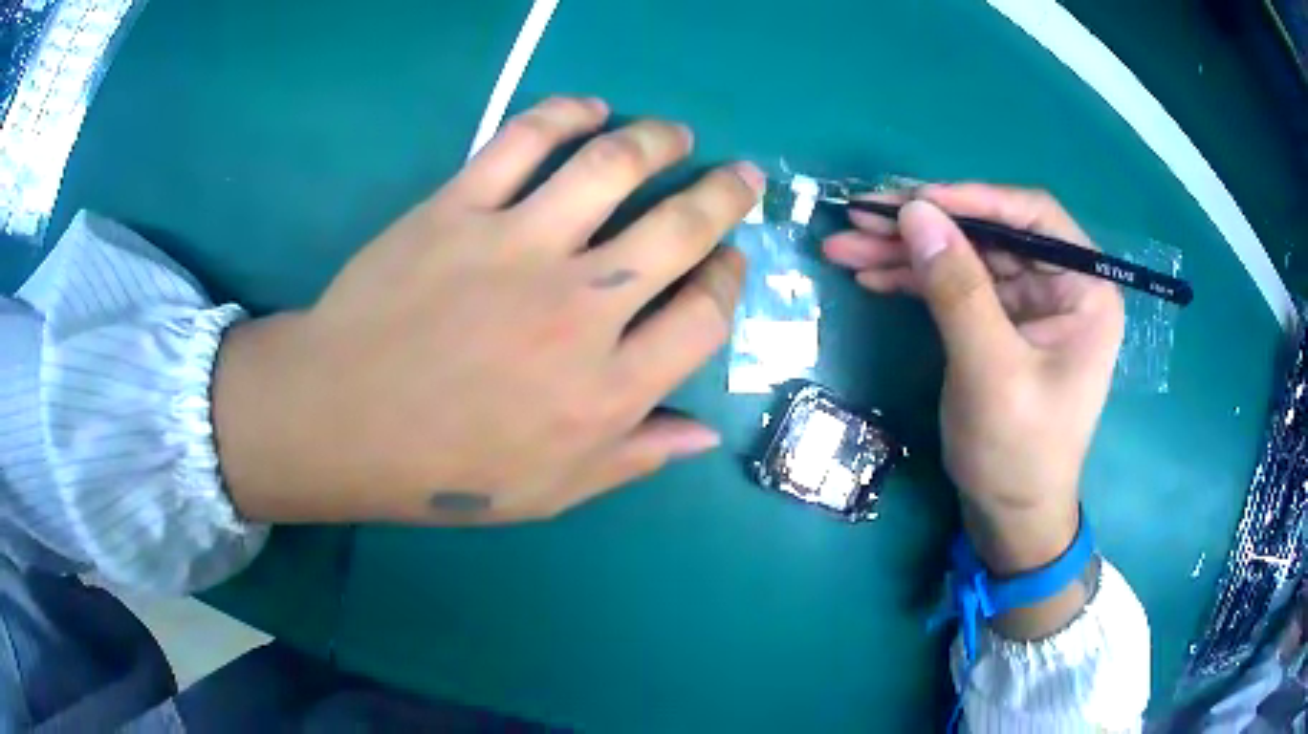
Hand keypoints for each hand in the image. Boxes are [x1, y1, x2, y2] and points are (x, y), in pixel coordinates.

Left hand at [212, 96, 763, 524]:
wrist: (338, 422)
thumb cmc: (444, 469)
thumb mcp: (551, 490)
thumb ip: (633, 458)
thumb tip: (704, 434)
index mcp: (607, 388)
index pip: (706, 316)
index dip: (729, 280)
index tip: (727, 261)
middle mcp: (579, 309)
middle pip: (680, 229)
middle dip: (724, 195)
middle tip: (740, 175)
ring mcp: (516, 247)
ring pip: (612, 166)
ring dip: (658, 140)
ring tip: (674, 133)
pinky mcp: (458, 207)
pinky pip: (524, 140)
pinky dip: (566, 113)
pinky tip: (590, 108)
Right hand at [823, 184, 1123, 634]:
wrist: (1009, 517)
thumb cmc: (1018, 453)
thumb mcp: (991, 371)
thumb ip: (958, 289)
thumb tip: (914, 211)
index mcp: (1085, 290)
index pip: (1032, 216)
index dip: (971, 198)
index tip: (911, 200)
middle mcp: (1060, 286)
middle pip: (989, 233)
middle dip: (924, 226)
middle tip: (859, 218)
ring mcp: (1027, 305)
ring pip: (964, 257)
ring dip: (906, 251)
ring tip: (845, 247)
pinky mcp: (998, 324)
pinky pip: (955, 287)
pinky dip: (913, 280)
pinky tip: (871, 275)